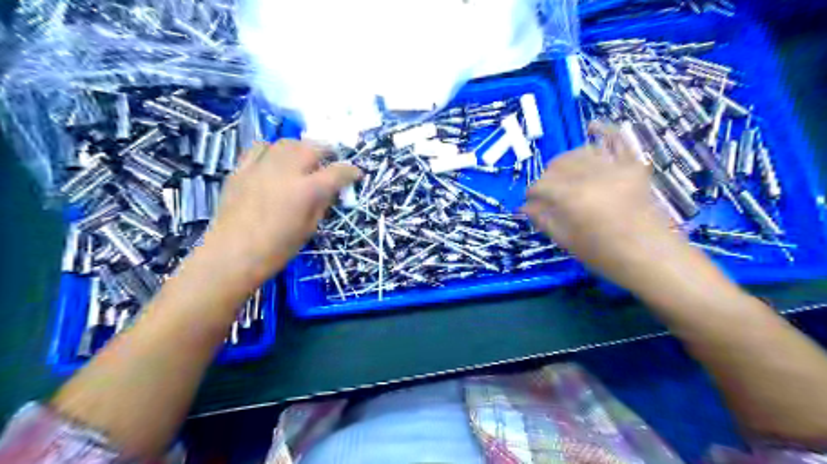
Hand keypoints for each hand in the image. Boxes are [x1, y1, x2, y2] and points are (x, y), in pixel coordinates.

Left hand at [201, 140, 361, 286]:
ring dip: (300, 147)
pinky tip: (274, 160)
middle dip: (327, 151)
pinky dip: (272, 150)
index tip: (356, 174)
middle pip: (312, 147)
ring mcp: (261, 167)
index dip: (350, 171)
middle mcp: (286, 172)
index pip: (337, 172)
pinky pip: (259, 148)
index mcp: (307, 191)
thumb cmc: (276, 250)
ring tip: (303, 157)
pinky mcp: (241, 169)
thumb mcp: (308, 229)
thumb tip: (330, 190)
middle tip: (331, 160)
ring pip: (286, 142)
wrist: (232, 256)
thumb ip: (321, 204)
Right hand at [521, 123, 677, 281]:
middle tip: (547, 195)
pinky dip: (604, 131)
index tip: (530, 204)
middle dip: (547, 178)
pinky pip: (618, 140)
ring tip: (564, 175)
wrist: (652, 256)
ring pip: (580, 152)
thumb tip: (524, 207)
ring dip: (566, 161)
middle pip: (557, 165)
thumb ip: (544, 219)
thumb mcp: (567, 241)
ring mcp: (615, 167)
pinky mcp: (633, 166)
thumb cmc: (605, 255)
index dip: (532, 195)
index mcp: (573, 197)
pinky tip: (592, 126)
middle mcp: (591, 175)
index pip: (541, 185)